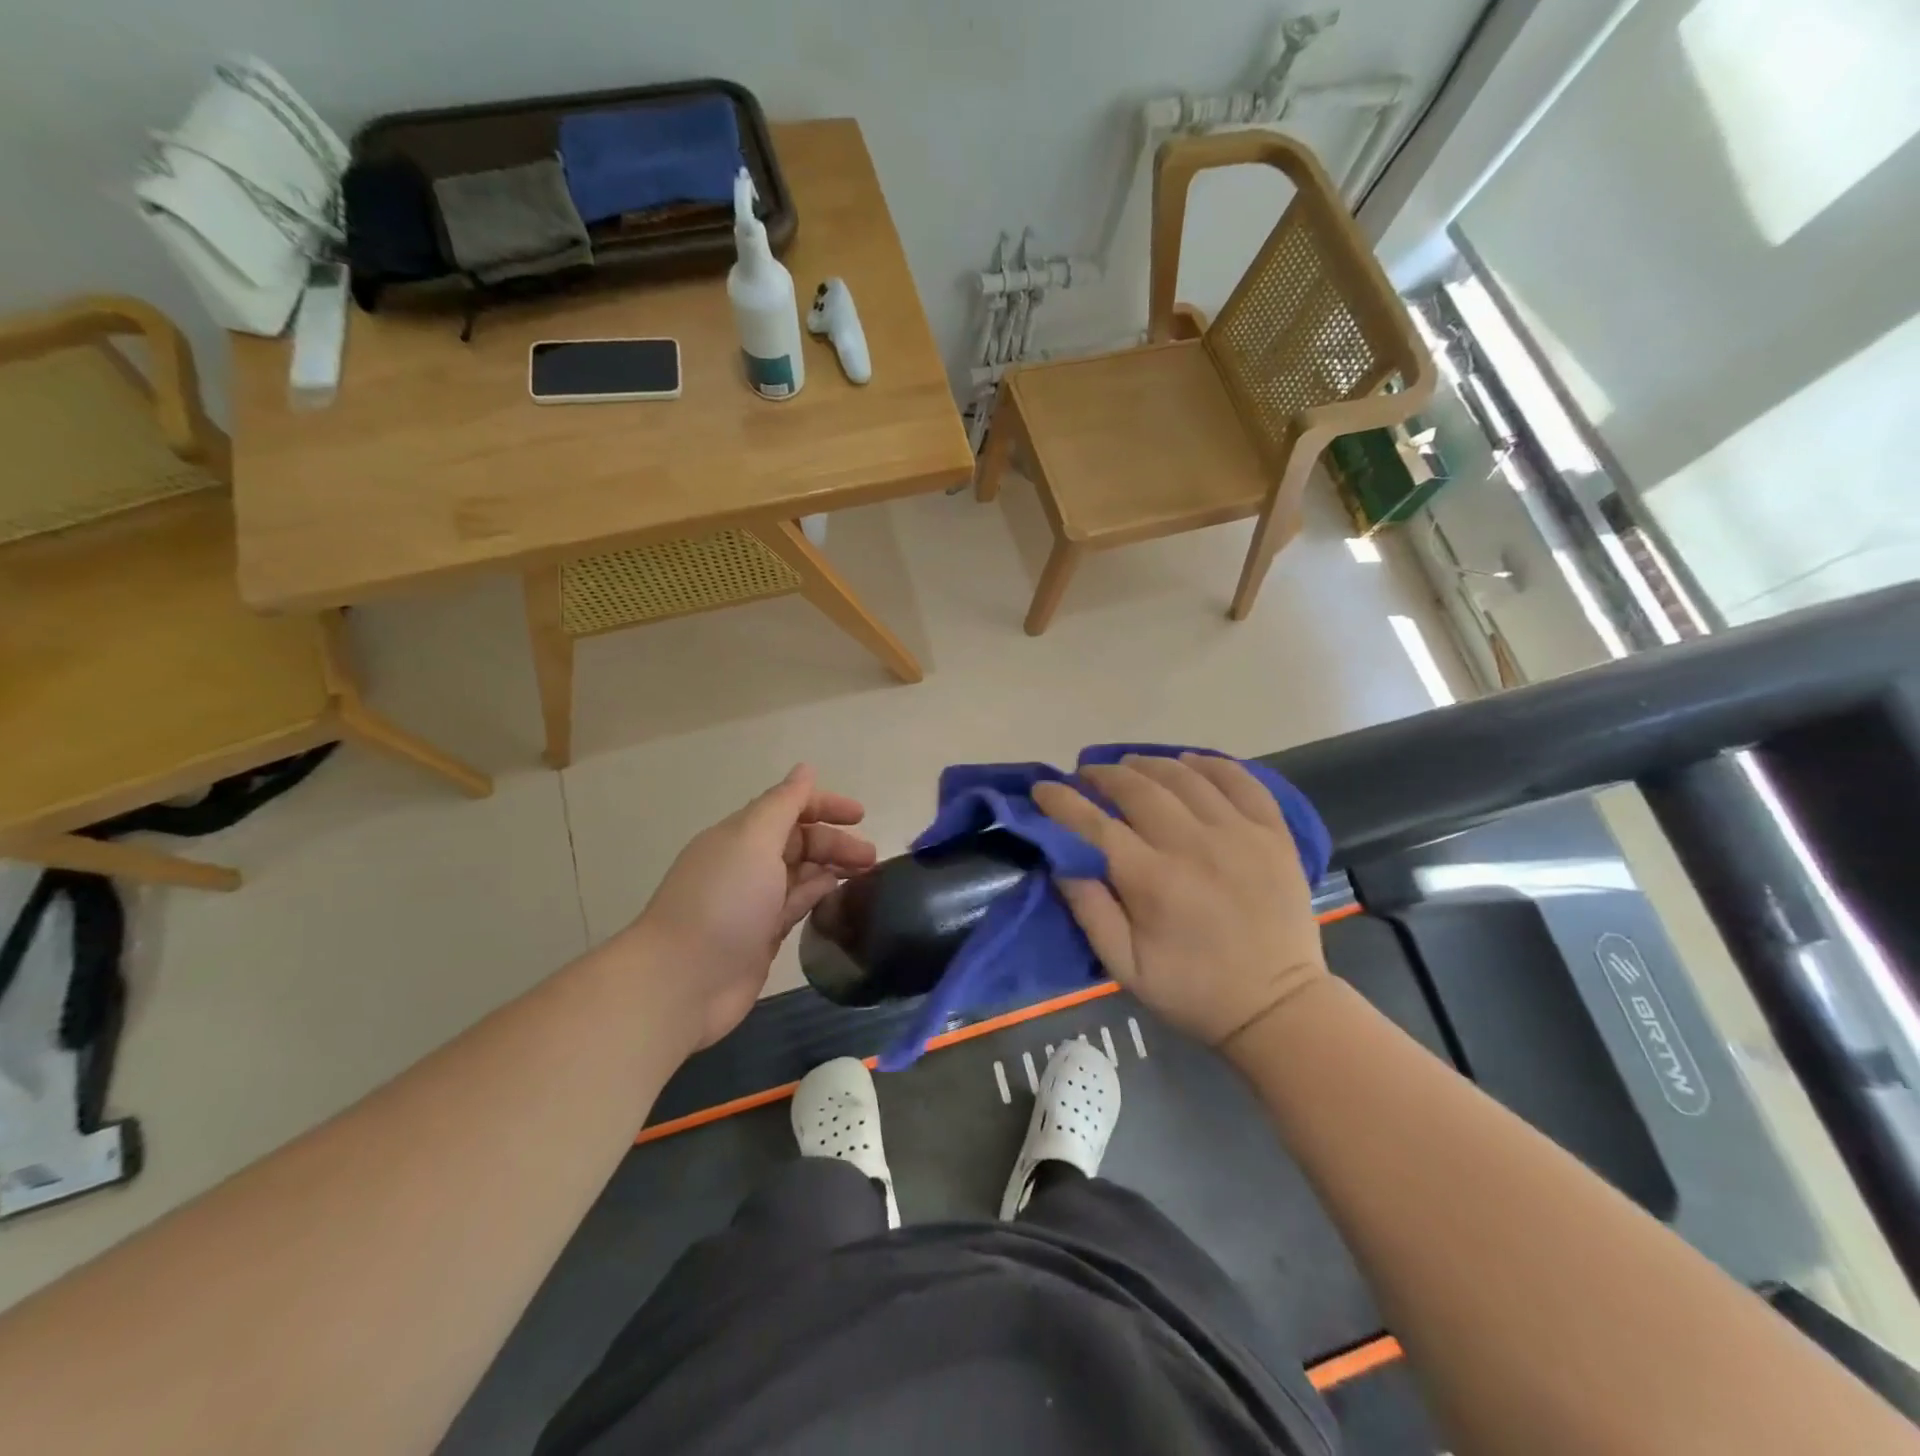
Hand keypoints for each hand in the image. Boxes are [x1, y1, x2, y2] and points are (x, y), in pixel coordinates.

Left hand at [635, 765, 875, 1047]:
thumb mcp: (753, 840)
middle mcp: (747, 863)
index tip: (860, 816)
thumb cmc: (723, 902)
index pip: (788, 808)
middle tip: (871, 858)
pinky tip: (840, 898)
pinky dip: (818, 896)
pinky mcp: (762, 936)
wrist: (682, 982)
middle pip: (798, 842)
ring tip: (867, 876)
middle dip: (835, 842)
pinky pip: (797, 905)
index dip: (824, 806)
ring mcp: (754, 902)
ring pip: (801, 874)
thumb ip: (783, 804)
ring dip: (832, 868)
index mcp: (741, 835)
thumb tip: (805, 769)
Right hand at [1033, 754, 1327, 1048]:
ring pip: (1185, 776)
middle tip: (1087, 775)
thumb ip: (1089, 909)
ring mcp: (1240, 834)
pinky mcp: (1274, 833)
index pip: (1095, 825)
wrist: (1279, 1008)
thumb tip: (1059, 858)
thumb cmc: (1192, 991)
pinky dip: (1210, 763)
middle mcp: (1195, 845)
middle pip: (1139, 788)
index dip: (1062, 802)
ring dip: (1149, 763)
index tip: (1042, 789)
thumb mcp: (1125, 967)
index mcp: (1153, 881)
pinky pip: (1242, 780)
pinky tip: (1189, 763)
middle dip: (1103, 775)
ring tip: (1129, 765)